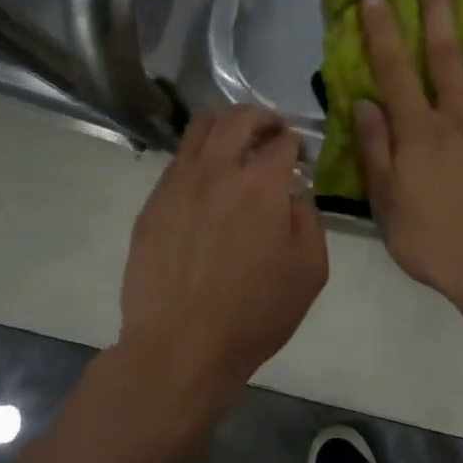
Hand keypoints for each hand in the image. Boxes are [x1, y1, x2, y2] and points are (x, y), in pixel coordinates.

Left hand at [121, 106, 328, 393]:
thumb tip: (295, 195)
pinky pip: (177, 162)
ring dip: (226, 128)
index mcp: (261, 185)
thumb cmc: (255, 314)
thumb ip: (309, 220)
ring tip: (237, 146)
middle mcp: (217, 171)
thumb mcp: (310, 271)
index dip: (296, 144)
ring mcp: (178, 185)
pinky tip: (207, 185)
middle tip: (273, 132)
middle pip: (237, 118)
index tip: (300, 158)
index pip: (282, 141)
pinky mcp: (152, 204)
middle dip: (261, 117)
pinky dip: (199, 158)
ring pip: (199, 130)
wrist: (182, 345)